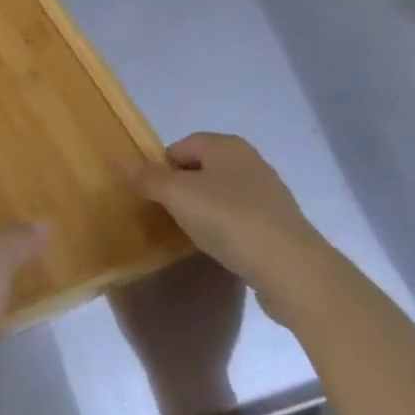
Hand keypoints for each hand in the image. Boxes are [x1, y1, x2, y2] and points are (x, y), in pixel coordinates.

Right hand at [126, 133, 326, 316]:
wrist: (291, 269)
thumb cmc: (229, 219)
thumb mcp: (178, 195)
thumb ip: (148, 178)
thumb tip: (123, 163)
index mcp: (227, 145)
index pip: (181, 146)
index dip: (162, 169)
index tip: (154, 197)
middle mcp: (250, 161)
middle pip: (202, 170)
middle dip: (183, 191)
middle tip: (169, 216)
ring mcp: (269, 194)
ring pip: (222, 195)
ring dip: (205, 212)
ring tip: (194, 236)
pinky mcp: (280, 225)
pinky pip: (242, 220)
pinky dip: (227, 230)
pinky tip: (222, 250)